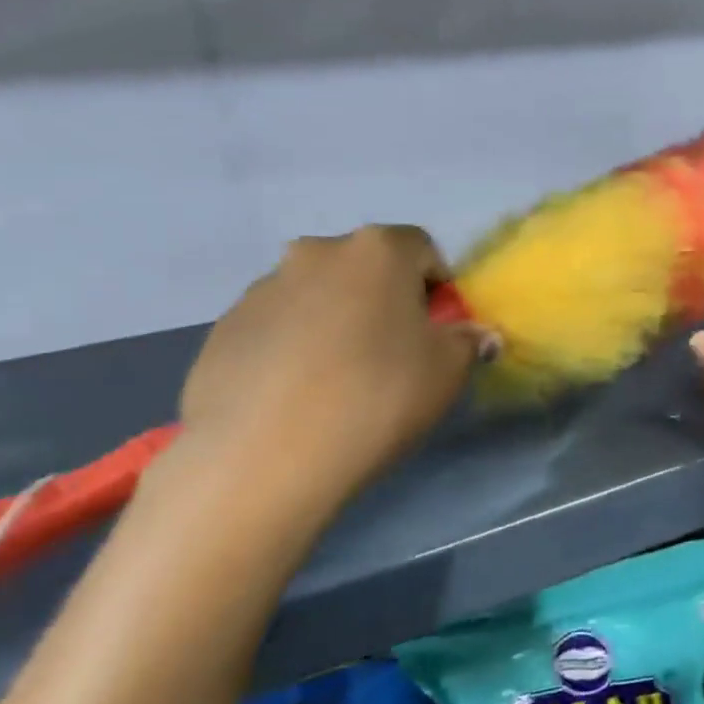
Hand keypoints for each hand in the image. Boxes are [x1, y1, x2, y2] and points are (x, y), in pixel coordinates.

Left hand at [177, 225, 483, 520]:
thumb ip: (468, 342)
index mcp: (377, 250)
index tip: (436, 332)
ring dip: (335, 321)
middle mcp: (316, 252)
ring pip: (317, 296)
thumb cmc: (377, 397)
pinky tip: (296, 396)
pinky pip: (277, 327)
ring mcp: (263, 288)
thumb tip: (478, 335)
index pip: (422, 249)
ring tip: (337, 382)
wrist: (265, 454)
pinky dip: (293, 347)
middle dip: (383, 301)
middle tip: (390, 355)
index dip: (437, 288)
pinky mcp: (225, 327)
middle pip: (365, 268)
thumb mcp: (447, 372)